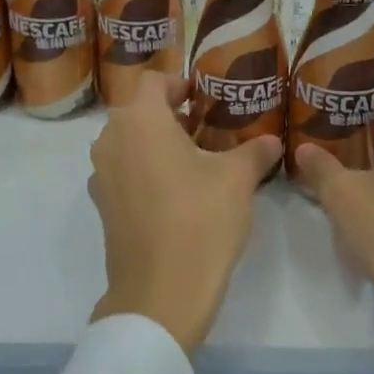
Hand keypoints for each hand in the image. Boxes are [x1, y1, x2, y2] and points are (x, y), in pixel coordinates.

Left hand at [88, 71, 281, 353]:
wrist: (160, 292)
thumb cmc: (201, 220)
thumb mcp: (238, 179)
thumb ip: (254, 151)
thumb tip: (272, 141)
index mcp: (140, 120)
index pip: (153, 81)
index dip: (179, 82)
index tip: (203, 97)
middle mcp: (111, 139)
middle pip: (138, 111)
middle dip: (170, 115)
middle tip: (206, 129)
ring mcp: (101, 174)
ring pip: (129, 142)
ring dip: (157, 143)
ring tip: (194, 161)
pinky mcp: (102, 206)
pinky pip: (123, 171)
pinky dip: (145, 170)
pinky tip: (176, 194)